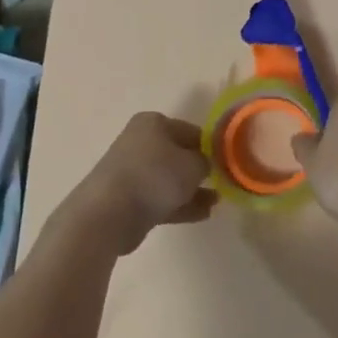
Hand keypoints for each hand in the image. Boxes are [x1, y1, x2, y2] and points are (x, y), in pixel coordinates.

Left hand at [68, 112, 214, 254]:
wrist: (109, 213)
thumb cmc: (154, 176)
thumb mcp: (192, 165)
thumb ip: (205, 162)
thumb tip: (205, 164)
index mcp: (153, 123)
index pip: (191, 130)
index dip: (211, 146)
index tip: (228, 162)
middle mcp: (141, 142)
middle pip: (178, 154)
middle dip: (200, 169)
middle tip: (222, 182)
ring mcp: (134, 172)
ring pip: (170, 178)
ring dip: (193, 190)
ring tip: (216, 201)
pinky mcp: (130, 199)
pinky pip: (162, 199)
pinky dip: (181, 204)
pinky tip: (203, 214)